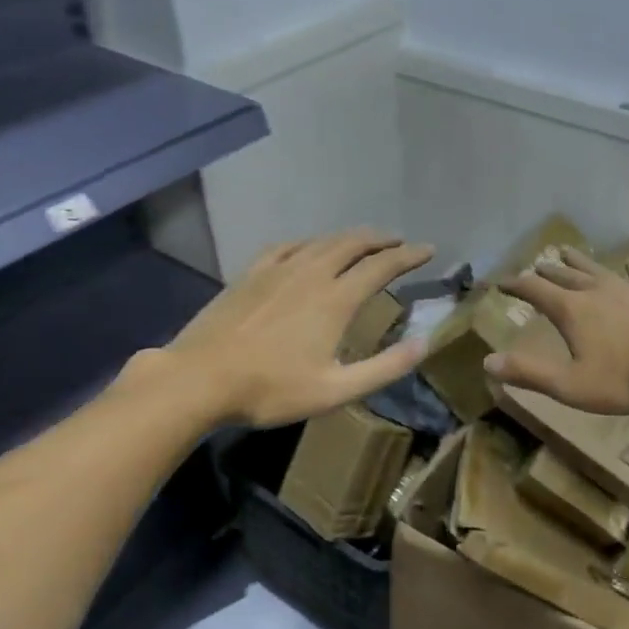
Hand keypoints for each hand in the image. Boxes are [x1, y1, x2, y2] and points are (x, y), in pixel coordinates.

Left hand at [133, 229, 435, 427]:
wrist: (199, 379)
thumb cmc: (270, 390)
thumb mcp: (335, 391)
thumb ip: (384, 368)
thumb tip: (424, 343)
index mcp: (336, 299)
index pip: (382, 266)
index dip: (409, 256)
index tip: (429, 250)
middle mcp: (312, 274)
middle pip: (353, 244)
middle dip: (381, 239)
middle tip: (399, 241)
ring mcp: (278, 270)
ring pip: (322, 241)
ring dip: (349, 237)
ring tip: (364, 240)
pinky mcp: (251, 274)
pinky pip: (288, 246)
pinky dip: (309, 242)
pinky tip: (309, 248)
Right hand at [485, 246, 628, 414]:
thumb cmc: (623, 379)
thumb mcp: (570, 385)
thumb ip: (529, 373)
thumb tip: (488, 362)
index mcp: (572, 310)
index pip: (535, 290)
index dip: (516, 285)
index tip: (501, 282)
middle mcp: (595, 291)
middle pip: (564, 275)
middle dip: (546, 271)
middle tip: (535, 266)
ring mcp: (627, 289)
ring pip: (596, 269)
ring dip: (578, 260)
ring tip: (566, 250)